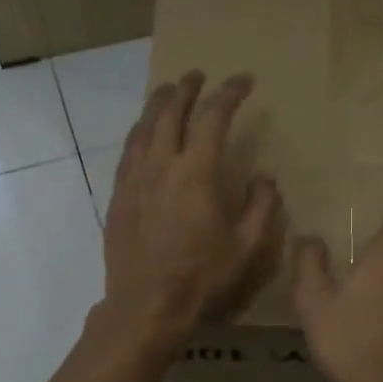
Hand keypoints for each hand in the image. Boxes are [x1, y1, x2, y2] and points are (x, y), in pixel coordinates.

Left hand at [103, 71, 282, 345]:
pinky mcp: (118, 196)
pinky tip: (143, 133)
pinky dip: (140, 132)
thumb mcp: (248, 247)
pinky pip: (128, 151)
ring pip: (144, 127)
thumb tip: (264, 178)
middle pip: (171, 112)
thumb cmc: (202, 277)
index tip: (245, 82)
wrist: (145, 305)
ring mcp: (135, 179)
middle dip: (186, 89)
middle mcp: (162, 165)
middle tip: (198, 76)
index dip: (230, 93)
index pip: (214, 117)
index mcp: (197, 173)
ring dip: (158, 104)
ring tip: (168, 92)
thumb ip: (262, 207)